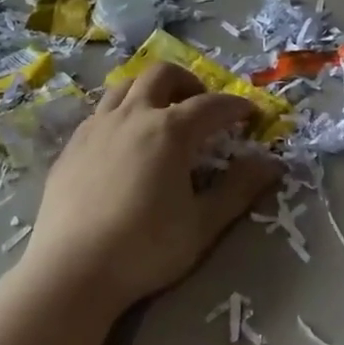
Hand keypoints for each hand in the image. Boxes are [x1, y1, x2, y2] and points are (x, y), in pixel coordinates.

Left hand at [26, 62, 280, 311]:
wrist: (72, 270)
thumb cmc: (145, 248)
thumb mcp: (203, 224)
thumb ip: (238, 189)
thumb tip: (271, 163)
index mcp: (170, 131)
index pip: (212, 105)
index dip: (236, 106)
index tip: (251, 114)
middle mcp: (133, 115)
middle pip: (163, 74)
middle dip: (189, 82)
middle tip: (201, 106)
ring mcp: (97, 126)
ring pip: (126, 84)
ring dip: (151, 89)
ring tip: (161, 113)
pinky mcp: (73, 144)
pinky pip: (101, 110)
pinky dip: (122, 111)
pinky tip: (124, 141)